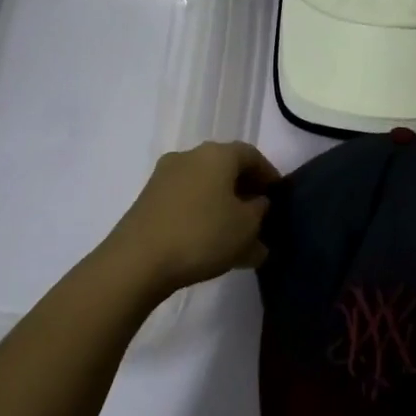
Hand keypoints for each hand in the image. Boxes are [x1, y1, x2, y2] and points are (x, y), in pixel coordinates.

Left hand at [101, 141, 281, 295]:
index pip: (252, 155)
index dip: (269, 174)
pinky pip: (186, 201)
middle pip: (226, 168)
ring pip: (205, 186)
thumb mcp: (247, 227)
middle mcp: (189, 156)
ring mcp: (164, 177)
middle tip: (259, 216)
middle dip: (245, 191)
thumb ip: (260, 211)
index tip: (278, 197)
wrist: (137, 261)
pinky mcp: (148, 200)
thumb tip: (257, 203)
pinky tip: (209, 242)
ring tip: (235, 235)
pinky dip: (202, 214)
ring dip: (222, 205)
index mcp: (217, 155)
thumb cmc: (202, 235)